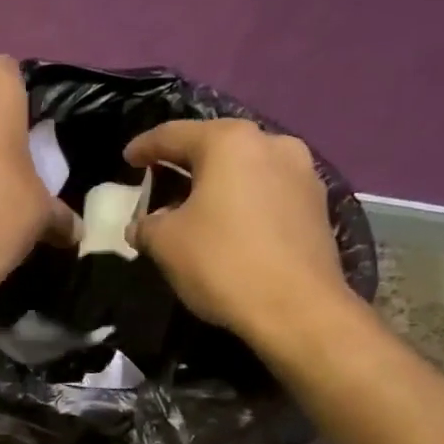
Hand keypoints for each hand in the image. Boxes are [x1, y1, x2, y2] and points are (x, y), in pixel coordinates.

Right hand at [124, 118, 350, 350]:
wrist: (297, 309)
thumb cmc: (222, 263)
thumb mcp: (165, 243)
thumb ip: (146, 225)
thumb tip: (143, 225)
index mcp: (230, 142)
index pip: (174, 134)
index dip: (144, 147)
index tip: (127, 159)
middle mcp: (272, 144)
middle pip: (215, 147)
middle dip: (184, 164)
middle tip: (159, 182)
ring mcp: (302, 173)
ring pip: (245, 169)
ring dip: (217, 184)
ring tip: (194, 207)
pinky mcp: (317, 205)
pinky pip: (267, 192)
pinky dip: (242, 202)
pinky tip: (228, 226)